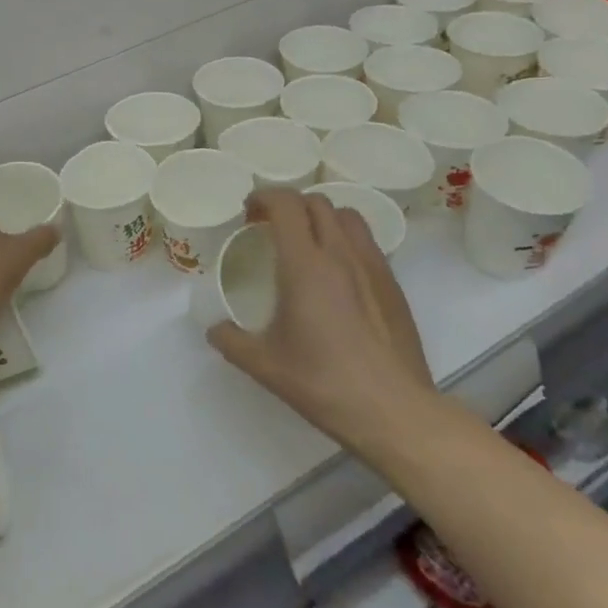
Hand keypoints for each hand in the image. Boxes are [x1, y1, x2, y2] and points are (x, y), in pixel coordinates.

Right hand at [206, 190, 437, 456]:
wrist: (392, 410)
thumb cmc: (323, 382)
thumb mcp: (264, 365)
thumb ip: (231, 341)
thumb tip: (214, 330)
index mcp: (305, 265)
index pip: (286, 204)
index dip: (264, 197)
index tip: (249, 212)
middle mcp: (341, 254)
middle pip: (316, 202)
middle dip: (289, 205)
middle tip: (271, 228)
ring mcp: (373, 266)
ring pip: (347, 216)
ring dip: (321, 217)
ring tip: (307, 243)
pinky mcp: (393, 284)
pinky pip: (367, 242)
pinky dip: (345, 240)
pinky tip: (337, 275)